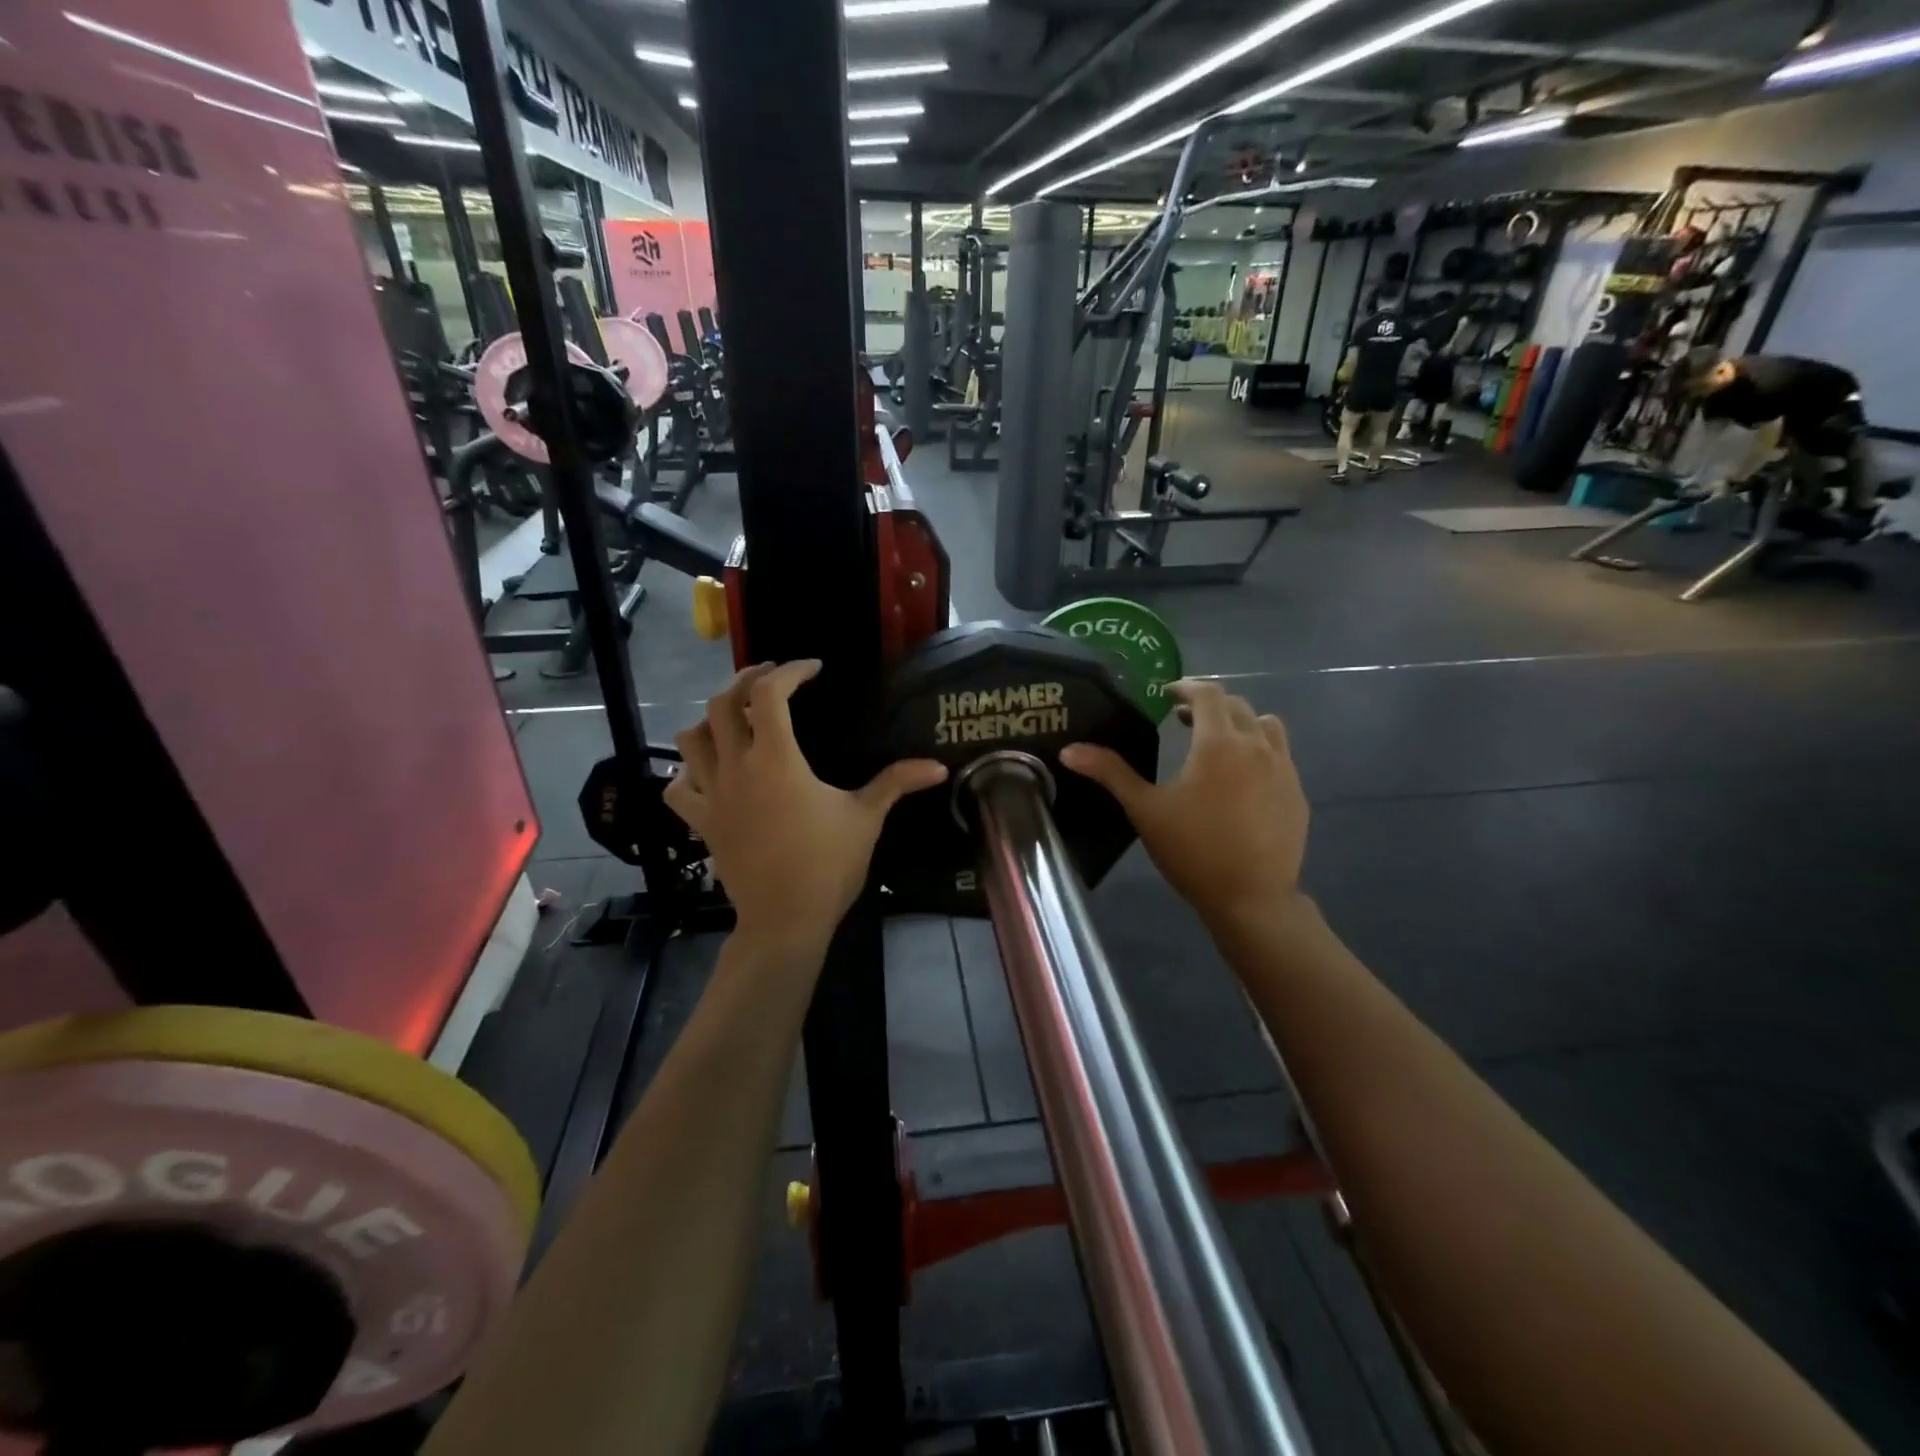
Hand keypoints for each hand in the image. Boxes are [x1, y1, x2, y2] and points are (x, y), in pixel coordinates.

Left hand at [666, 661, 947, 946]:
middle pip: (720, 704)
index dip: (790, 672)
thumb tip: (939, 766)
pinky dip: (688, 772)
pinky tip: (708, 771)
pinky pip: (678, 788)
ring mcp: (712, 796)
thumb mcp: (866, 818)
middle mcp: (736, 767)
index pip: (770, 694)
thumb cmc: (827, 864)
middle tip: (769, 676)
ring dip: (710, 719)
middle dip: (744, 680)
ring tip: (736, 717)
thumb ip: (897, 782)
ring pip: (690, 739)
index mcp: (775, 759)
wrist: (785, 919)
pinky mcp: (702, 823)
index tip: (813, 669)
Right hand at [1060, 680, 1307, 928]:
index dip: (1185, 687)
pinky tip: (1241, 778)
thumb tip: (1069, 750)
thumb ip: (1110, 773)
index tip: (1167, 694)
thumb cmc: (1193, 850)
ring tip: (1218, 742)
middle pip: (1237, 705)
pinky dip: (1259, 749)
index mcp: (1218, 743)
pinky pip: (1280, 754)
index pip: (1207, 693)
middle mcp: (1256, 745)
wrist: (1251, 897)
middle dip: (1208, 705)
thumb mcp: (1145, 810)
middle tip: (1182, 720)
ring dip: (1240, 723)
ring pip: (1265, 725)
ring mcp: (1283, 768)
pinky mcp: (1296, 791)